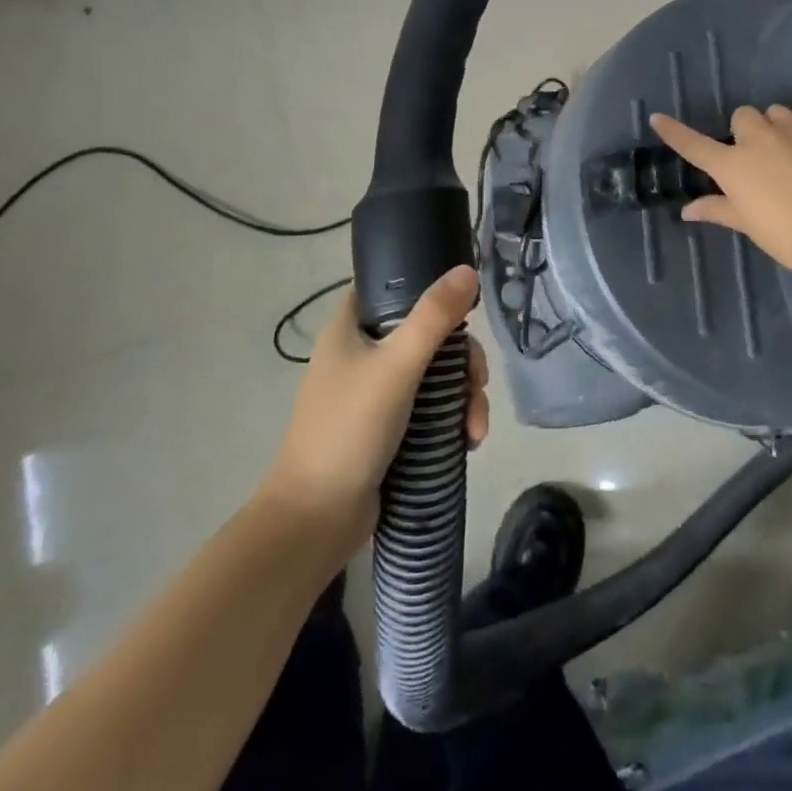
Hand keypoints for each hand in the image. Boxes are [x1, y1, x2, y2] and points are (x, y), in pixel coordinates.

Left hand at [259, 266, 489, 553]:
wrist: (314, 521)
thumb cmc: (349, 430)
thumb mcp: (396, 366)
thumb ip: (434, 317)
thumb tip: (468, 269)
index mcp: (350, 328)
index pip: (393, 286)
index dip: (429, 289)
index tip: (463, 309)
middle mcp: (361, 353)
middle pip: (426, 334)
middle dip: (461, 361)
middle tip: (477, 383)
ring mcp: (375, 393)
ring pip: (434, 374)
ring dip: (463, 397)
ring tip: (475, 430)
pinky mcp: (388, 428)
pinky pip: (430, 409)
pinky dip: (451, 420)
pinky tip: (467, 441)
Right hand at [651, 106, 791, 277]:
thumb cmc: (787, 235)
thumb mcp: (748, 225)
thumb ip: (717, 210)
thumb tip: (687, 210)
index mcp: (733, 165)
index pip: (694, 145)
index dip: (674, 132)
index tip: (658, 118)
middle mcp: (759, 140)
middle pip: (742, 116)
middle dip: (744, 131)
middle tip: (753, 157)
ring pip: (776, 112)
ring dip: (775, 126)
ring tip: (785, 149)